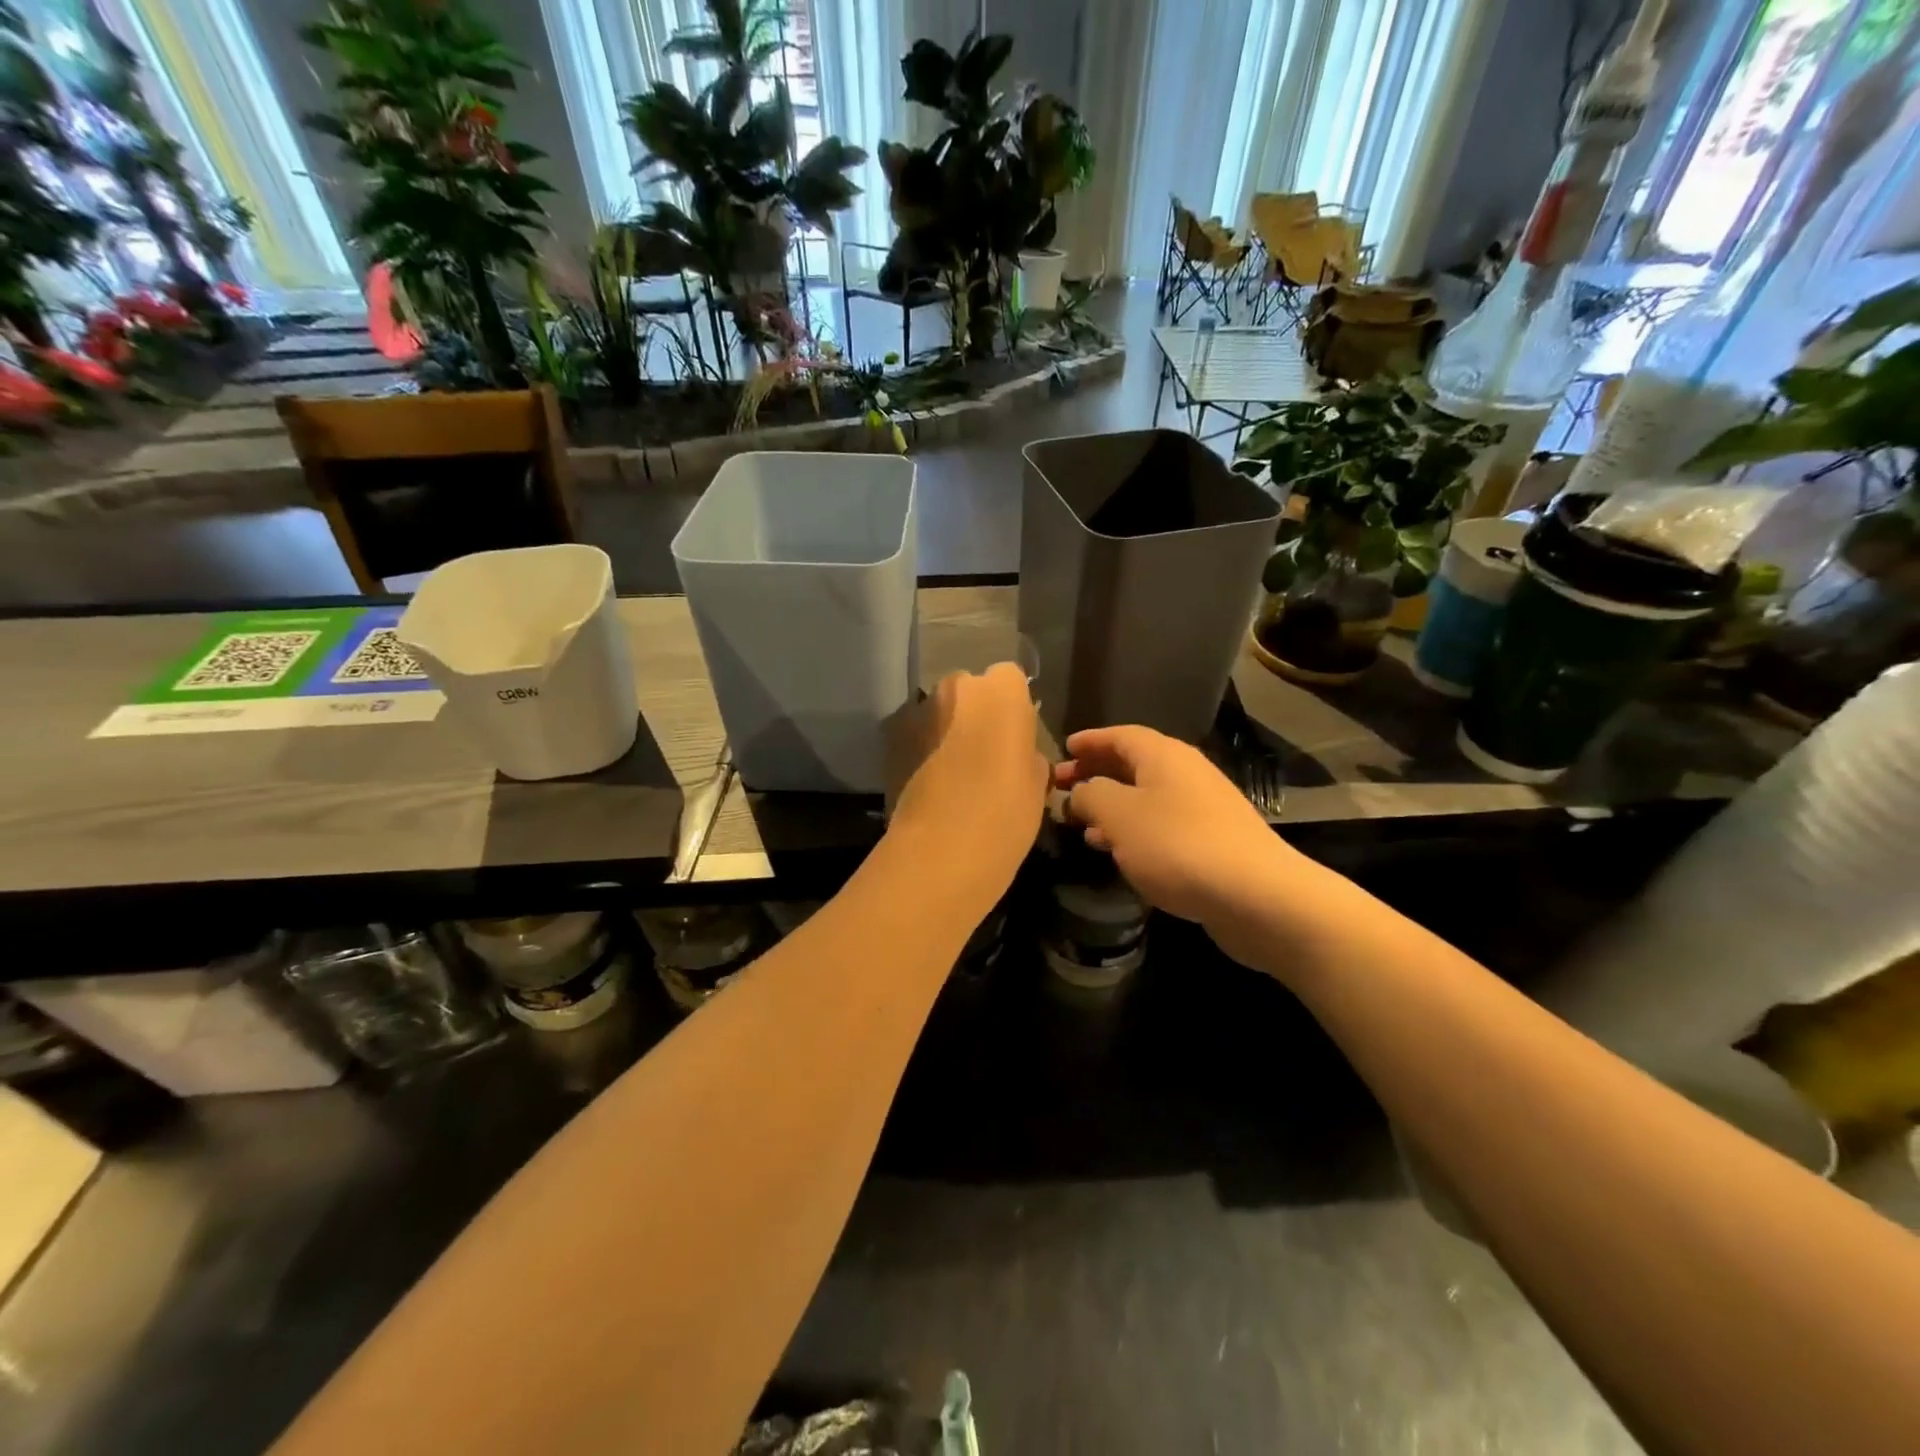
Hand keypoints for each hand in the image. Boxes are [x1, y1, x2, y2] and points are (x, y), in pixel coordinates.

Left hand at [889, 664, 1048, 888]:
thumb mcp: (1036, 783)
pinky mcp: (891, 738)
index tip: (1015, 737)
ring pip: (940, 711)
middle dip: (976, 712)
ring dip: (947, 730)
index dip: (1013, 707)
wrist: (940, 850)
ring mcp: (919, 711)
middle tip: (986, 752)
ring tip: (956, 771)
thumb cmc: (1005, 813)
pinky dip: (923, 749)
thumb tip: (1018, 751)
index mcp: (1001, 691)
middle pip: (970, 690)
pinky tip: (932, 781)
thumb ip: (1028, 752)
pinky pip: (916, 734)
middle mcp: (956, 687)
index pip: (1011, 678)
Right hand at [1055, 725, 1315, 966]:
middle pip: (1133, 764)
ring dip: (1112, 806)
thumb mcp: (1118, 815)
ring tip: (1082, 825)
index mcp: (1163, 755)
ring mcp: (1203, 807)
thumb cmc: (1176, 844)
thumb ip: (1090, 795)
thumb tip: (1079, 791)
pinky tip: (1120, 852)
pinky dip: (1135, 830)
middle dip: (1096, 774)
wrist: (1255, 895)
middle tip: (1062, 788)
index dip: (1089, 741)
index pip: (1119, 735)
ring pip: (1146, 797)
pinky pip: (1162, 824)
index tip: (1063, 750)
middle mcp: (1186, 772)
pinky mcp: (1213, 841)